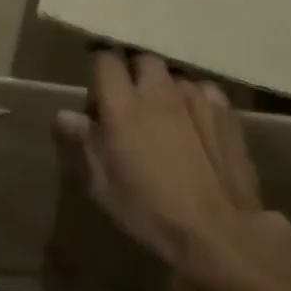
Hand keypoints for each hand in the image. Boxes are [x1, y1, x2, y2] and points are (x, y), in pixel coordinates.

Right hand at [55, 51, 290, 290]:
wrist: (217, 230)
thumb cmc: (150, 212)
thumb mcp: (104, 185)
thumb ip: (85, 142)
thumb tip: (65, 115)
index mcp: (122, 106)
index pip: (105, 60)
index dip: (100, 71)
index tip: (98, 94)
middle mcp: (158, 90)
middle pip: (142, 60)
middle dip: (133, 74)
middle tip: (130, 105)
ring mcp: (195, 96)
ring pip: (174, 76)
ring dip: (164, 89)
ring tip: (165, 118)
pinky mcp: (225, 110)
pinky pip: (203, 91)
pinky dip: (194, 100)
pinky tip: (196, 124)